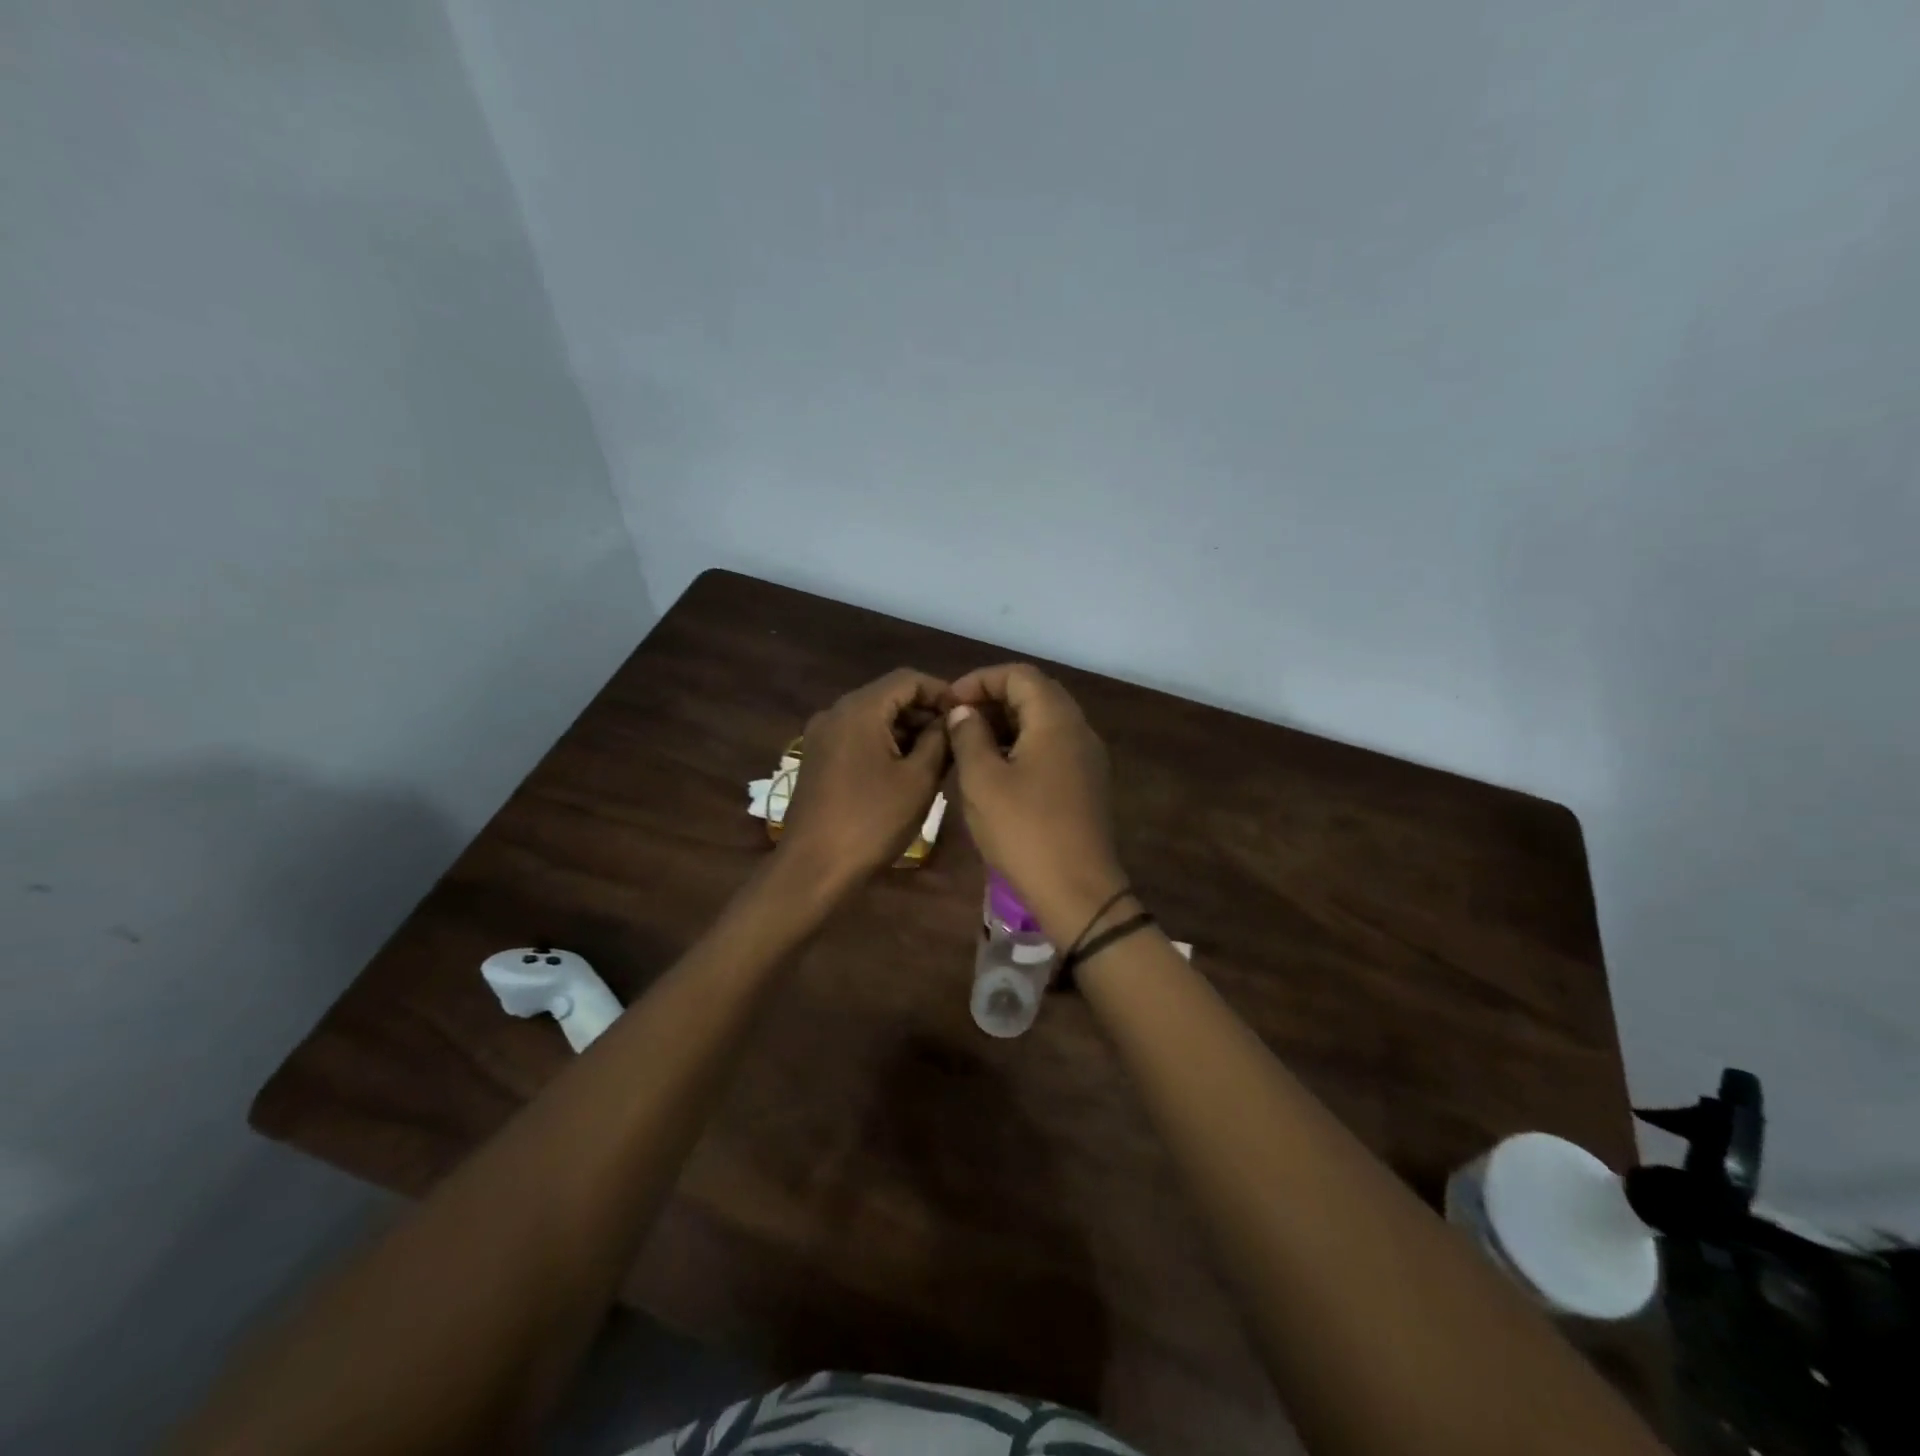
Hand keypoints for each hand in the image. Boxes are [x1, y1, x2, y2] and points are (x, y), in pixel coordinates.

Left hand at [778, 668, 951, 891]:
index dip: (942, 692)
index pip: (908, 679)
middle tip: (957, 740)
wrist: (814, 868)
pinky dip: (885, 743)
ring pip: (874, 717)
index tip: (967, 718)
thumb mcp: (918, 780)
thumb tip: (952, 719)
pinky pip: (858, 737)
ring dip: (907, 730)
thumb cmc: (872, 821)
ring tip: (939, 758)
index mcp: (859, 709)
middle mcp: (835, 712)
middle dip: (925, 712)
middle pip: (889, 695)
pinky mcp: (818, 758)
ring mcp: (822, 736)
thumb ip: (940, 740)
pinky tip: (907, 770)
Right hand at [944, 664, 1130, 944]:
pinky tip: (996, 772)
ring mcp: (1087, 758)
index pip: (1019, 675)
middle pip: (1035, 694)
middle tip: (957, 721)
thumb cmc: (1024, 831)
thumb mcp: (982, 781)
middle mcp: (1079, 730)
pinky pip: (1052, 748)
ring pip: (1044, 723)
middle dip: (993, 700)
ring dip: (1007, 725)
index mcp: (1056, 720)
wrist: (1078, 891)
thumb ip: (969, 736)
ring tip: (970, 746)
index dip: (980, 680)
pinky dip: (1022, 746)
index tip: (950, 703)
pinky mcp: (1086, 784)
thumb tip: (964, 712)